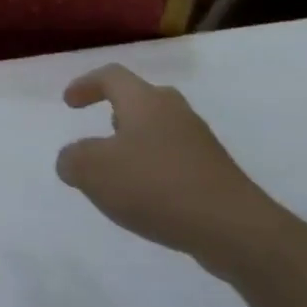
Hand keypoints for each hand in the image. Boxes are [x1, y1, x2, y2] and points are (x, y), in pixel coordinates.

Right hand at [55, 65, 284, 272]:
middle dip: (119, 110)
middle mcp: (175, 113)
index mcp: (144, 101)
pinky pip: (178, 160)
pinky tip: (149, 197)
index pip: (111, 76)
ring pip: (163, 130)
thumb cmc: (155, 186)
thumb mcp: (92, 171)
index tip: (69, 103)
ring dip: (139, 143)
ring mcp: (201, 144)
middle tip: (103, 128)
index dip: (86, 84)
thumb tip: (72, 160)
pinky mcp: (218, 174)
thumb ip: (72, 159)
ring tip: (121, 170)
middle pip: (144, 98)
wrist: (237, 231)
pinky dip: (157, 169)